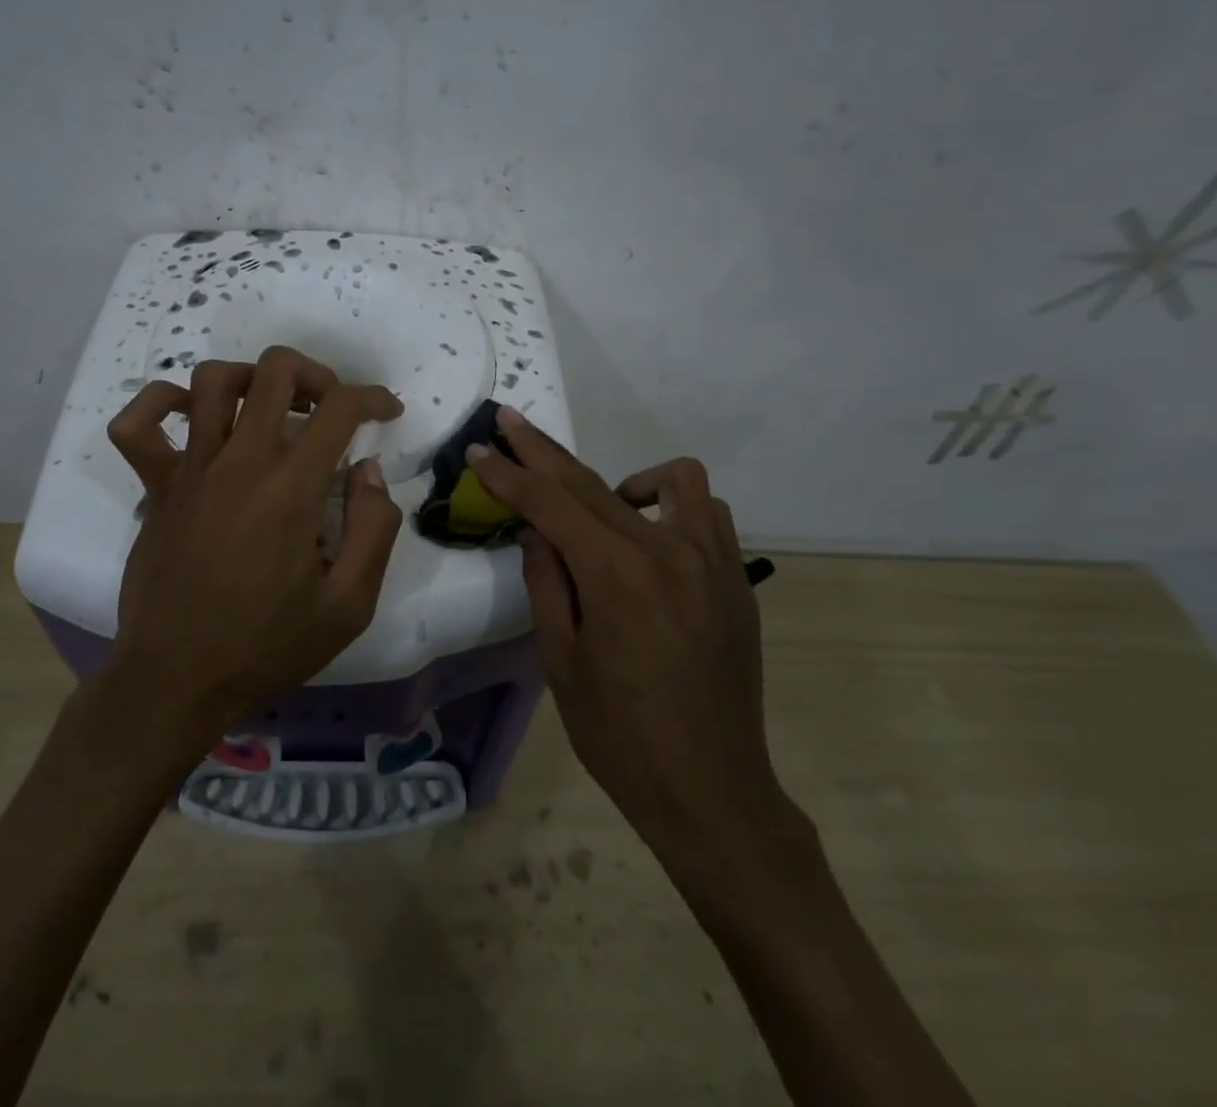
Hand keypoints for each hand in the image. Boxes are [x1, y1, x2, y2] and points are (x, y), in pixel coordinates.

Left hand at [101, 346, 404, 749]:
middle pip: (275, 370)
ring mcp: (189, 470)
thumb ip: (375, 529)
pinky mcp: (155, 488)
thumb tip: (368, 471)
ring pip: (212, 380)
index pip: (339, 408)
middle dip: (317, 374)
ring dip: (252, 379)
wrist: (176, 681)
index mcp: (290, 489)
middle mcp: (238, 462)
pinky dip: (160, 403)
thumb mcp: (349, 605)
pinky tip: (190, 416)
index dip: (374, 398)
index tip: (388, 413)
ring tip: (271, 409)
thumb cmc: (267, 646)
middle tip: (330, 407)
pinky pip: (137, 425)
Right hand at [467, 408, 790, 856]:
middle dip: (544, 452)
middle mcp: (668, 551)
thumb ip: (547, 583)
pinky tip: (652, 545)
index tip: (480, 447)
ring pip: (673, 480)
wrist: (712, 791)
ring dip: (626, 481)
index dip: (510, 474)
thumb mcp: (562, 662)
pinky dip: (674, 510)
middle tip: (510, 424)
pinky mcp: (736, 580)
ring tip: (603, 511)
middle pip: (594, 481)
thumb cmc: (621, 736)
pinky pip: (708, 515)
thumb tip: (538, 530)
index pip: (551, 504)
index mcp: (617, 575)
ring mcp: (712, 561)